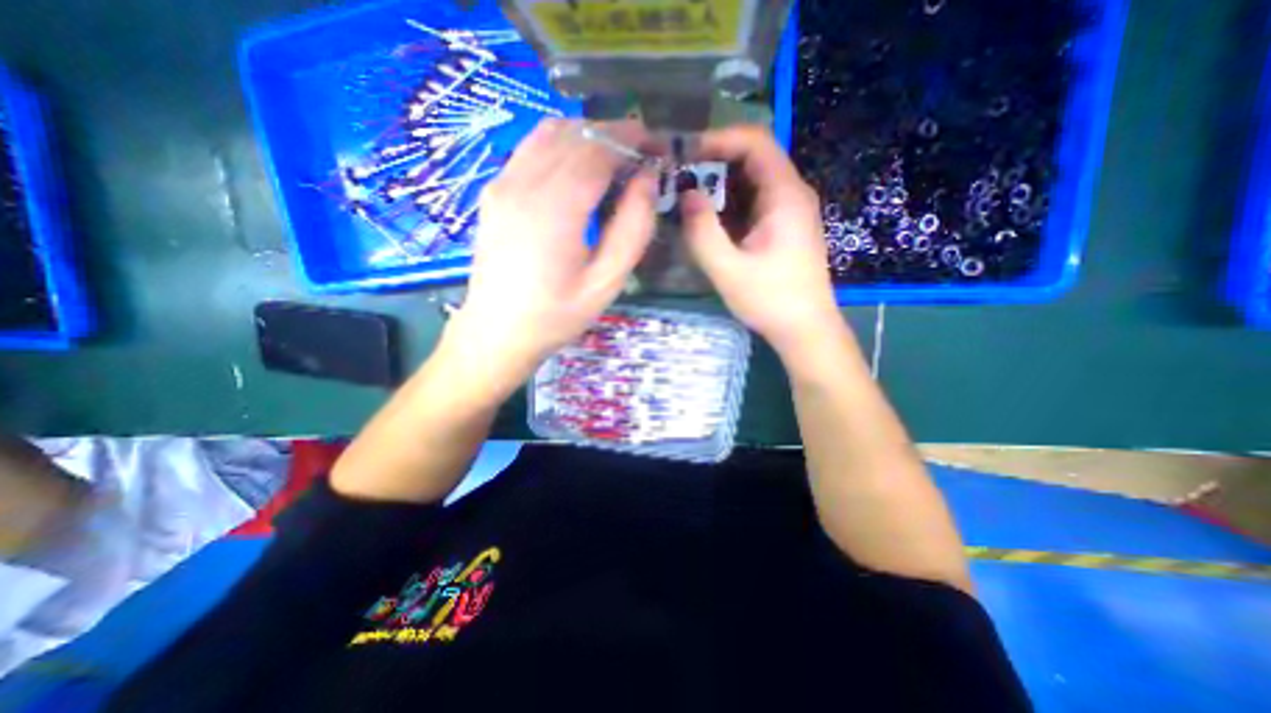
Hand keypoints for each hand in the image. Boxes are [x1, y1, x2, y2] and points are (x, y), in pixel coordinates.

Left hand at [443, 120, 659, 393]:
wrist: (497, 331)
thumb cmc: (557, 314)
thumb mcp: (607, 281)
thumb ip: (633, 228)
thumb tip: (648, 179)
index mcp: (556, 208)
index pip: (598, 148)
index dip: (631, 137)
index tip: (656, 143)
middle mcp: (524, 183)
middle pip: (575, 134)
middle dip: (614, 135)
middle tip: (641, 155)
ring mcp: (503, 183)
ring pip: (550, 133)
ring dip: (587, 136)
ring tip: (613, 162)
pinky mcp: (494, 191)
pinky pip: (531, 149)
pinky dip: (561, 145)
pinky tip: (577, 172)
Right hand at [681, 124, 846, 352]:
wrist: (805, 329)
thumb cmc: (770, 300)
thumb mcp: (728, 269)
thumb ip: (702, 230)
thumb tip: (685, 194)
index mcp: (784, 195)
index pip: (755, 142)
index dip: (718, 139)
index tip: (684, 153)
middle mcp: (791, 194)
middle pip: (752, 159)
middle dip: (712, 163)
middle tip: (677, 178)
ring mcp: (788, 211)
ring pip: (750, 182)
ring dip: (718, 186)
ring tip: (685, 199)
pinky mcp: (783, 227)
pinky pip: (752, 203)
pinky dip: (727, 206)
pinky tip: (706, 221)